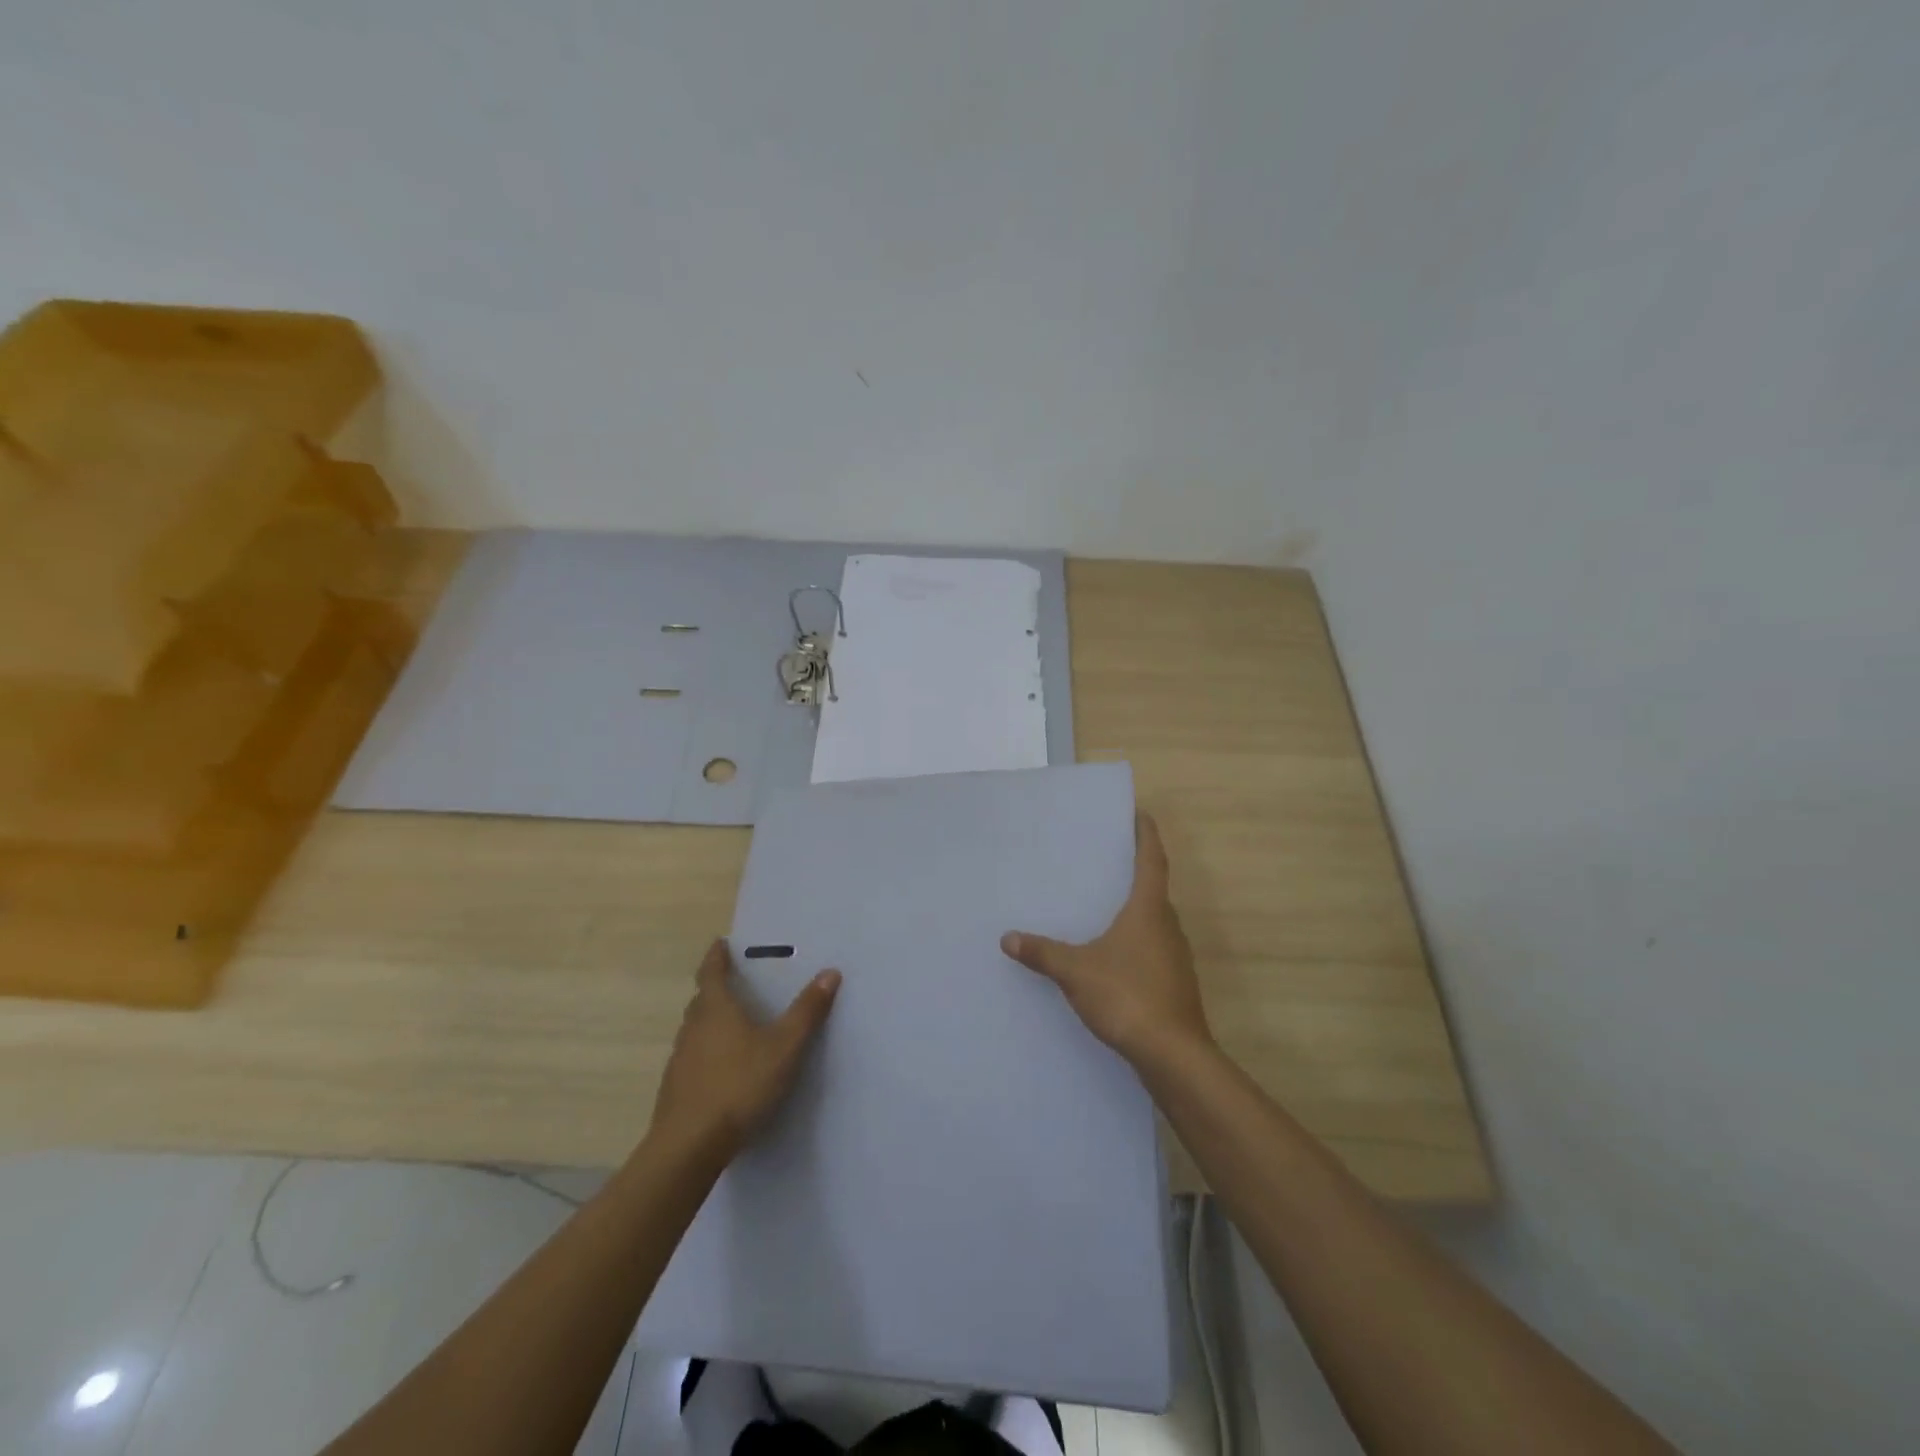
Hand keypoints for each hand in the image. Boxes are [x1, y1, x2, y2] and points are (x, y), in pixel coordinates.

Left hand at [650, 939, 840, 1160]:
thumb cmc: (739, 1085)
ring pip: (695, 1029)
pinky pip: (692, 1057)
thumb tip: (830, 972)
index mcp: (716, 1009)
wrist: (689, 1146)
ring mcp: (680, 1059)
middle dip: (715, 988)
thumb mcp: (784, 1047)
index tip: (721, 943)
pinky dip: (706, 1051)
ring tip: (731, 1024)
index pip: (712, 972)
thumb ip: (807, 1011)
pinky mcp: (676, 1088)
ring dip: (709, 1021)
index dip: (717, 956)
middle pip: (702, 999)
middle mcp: (693, 1027)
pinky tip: (722, 1068)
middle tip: (734, 982)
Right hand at [1001, 812, 1211, 1070]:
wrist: (1173, 1055)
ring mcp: (1175, 957)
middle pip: (1154, 890)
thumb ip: (1043, 953)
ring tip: (1105, 906)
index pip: (1152, 860)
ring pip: (1155, 922)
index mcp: (1149, 911)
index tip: (1140, 813)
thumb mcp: (1077, 971)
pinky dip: (1136, 941)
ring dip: (1136, 910)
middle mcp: (1168, 926)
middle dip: (1135, 873)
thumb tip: (1008, 938)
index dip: (1146, 835)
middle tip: (1108, 861)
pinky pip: (1153, 949)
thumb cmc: (1127, 996)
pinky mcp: (1175, 984)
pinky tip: (1113, 956)